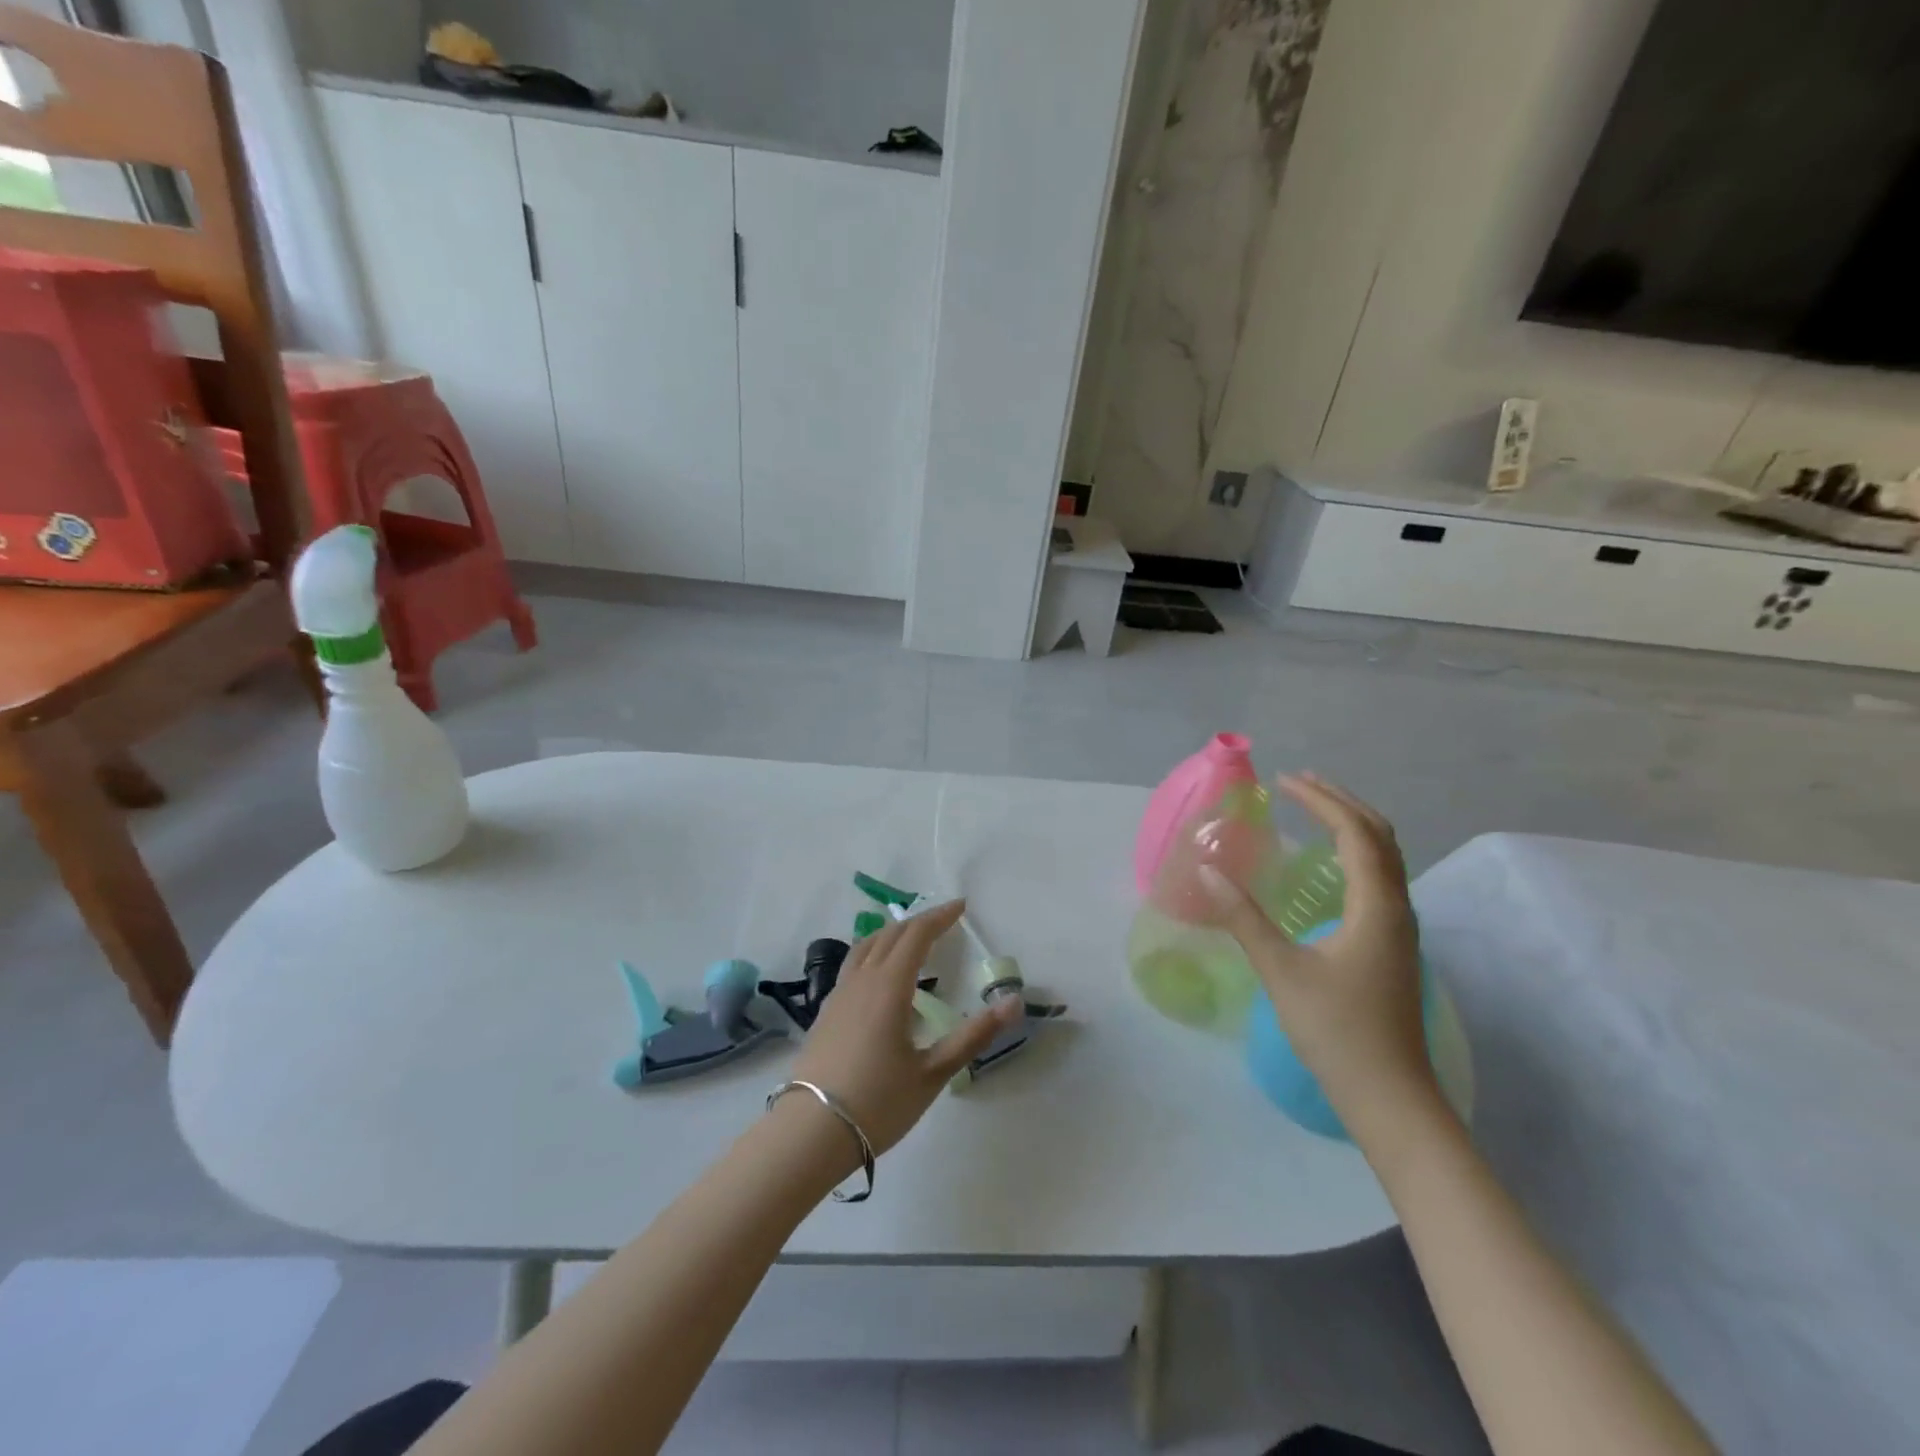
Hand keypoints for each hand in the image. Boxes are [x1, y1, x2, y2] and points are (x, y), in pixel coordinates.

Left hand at [790, 900, 1018, 1155]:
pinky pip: (852, 965)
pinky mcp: (825, 1012)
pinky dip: (873, 952)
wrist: (810, 1133)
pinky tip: (879, 976)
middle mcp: (861, 980)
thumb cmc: (878, 1102)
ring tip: (911, 937)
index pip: (916, 936)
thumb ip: (972, 1036)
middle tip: (944, 920)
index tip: (961, 906)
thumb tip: (1014, 1003)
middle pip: (890, 935)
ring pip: (865, 946)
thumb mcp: (932, 1073)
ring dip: (892, 933)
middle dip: (919, 922)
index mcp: (889, 987)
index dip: (940, 917)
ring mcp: (838, 995)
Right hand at [1200, 774, 1439, 1139]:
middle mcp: (1396, 908)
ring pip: (1386, 858)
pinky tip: (1331, 864)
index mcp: (1376, 907)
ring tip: (1315, 809)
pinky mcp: (1393, 945)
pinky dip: (1357, 852)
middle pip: (1381, 837)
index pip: (1356, 833)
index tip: (1284, 781)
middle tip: (1300, 783)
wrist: (1390, 1097)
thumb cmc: (1336, 1031)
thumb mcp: (1281, 971)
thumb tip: (1206, 869)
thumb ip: (1243, 917)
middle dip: (1341, 802)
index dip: (1321, 801)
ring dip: (1353, 825)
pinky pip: (1381, 878)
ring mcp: (1399, 929)